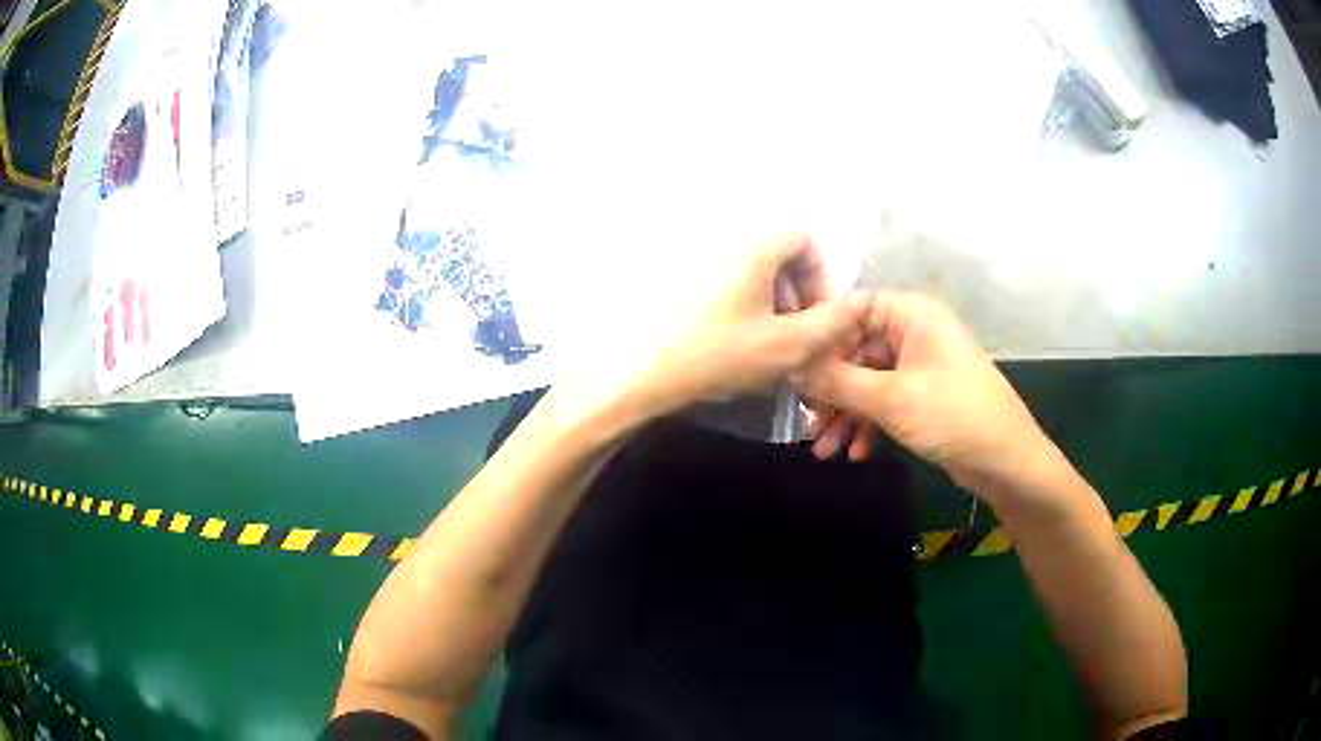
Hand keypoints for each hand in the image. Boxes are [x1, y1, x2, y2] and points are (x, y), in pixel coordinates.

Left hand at [556, 234, 868, 427]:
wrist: (637, 375)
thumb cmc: (716, 355)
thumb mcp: (787, 345)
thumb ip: (834, 323)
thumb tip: (858, 306)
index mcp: (753, 246)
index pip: (803, 238)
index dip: (819, 276)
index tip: (816, 317)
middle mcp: (723, 242)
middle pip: (777, 256)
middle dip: (796, 296)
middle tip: (795, 339)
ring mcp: (695, 262)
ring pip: (751, 275)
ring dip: (770, 307)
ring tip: (766, 350)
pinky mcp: (675, 284)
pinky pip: (725, 288)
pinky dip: (740, 311)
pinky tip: (732, 347)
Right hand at [793, 291, 1061, 497]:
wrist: (1005, 461)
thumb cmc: (953, 415)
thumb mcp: (890, 399)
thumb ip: (836, 381)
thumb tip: (789, 367)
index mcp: (912, 314)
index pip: (852, 308)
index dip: (819, 336)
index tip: (789, 366)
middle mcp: (915, 331)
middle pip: (857, 349)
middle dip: (831, 389)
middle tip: (807, 418)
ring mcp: (920, 364)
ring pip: (868, 380)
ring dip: (846, 414)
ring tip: (823, 449)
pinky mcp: (924, 394)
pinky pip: (885, 400)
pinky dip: (868, 423)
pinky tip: (854, 452)